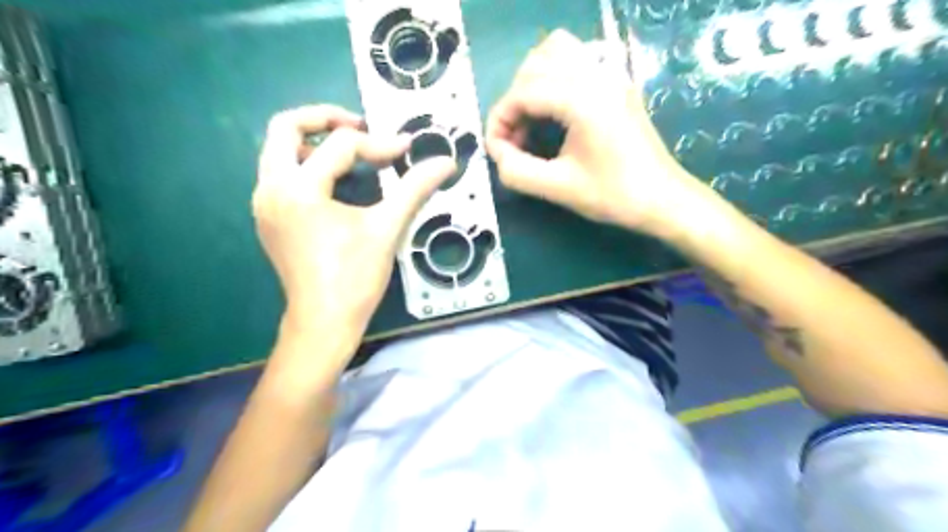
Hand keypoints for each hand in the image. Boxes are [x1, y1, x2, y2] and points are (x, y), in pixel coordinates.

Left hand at [256, 103, 455, 340]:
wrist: (323, 322)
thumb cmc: (355, 277)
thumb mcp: (387, 228)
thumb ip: (415, 188)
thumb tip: (447, 163)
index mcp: (299, 188)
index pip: (340, 146)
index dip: (378, 143)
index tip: (406, 150)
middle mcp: (271, 188)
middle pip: (285, 128)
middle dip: (324, 118)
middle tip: (359, 125)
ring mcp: (264, 203)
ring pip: (278, 151)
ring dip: (312, 142)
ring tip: (349, 154)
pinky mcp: (268, 218)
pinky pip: (280, 174)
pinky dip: (305, 166)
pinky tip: (334, 183)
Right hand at [488, 29, 693, 233]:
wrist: (663, 199)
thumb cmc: (614, 195)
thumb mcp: (558, 189)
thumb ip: (517, 171)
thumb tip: (496, 152)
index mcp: (583, 101)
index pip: (524, 91)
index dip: (500, 119)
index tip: (496, 150)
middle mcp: (597, 76)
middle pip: (536, 63)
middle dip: (514, 99)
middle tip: (514, 138)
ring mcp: (611, 75)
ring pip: (558, 50)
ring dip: (533, 79)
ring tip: (530, 117)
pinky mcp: (617, 83)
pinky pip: (578, 59)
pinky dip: (555, 75)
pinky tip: (554, 109)